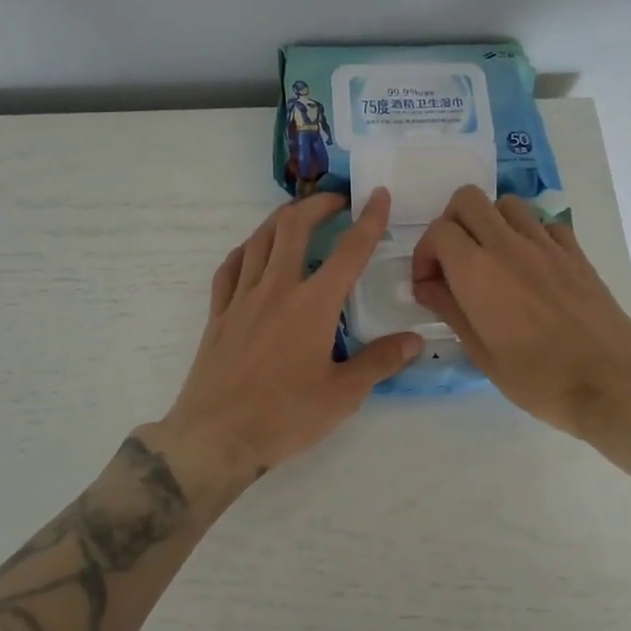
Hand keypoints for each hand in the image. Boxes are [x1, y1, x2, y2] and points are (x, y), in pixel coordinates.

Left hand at [143, 190, 421, 504]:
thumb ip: (379, 362)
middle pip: (294, 227)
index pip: (348, 251)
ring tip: (298, 215)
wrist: (216, 436)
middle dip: (317, 205)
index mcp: (313, 304)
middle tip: (337, 201)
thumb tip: (414, 340)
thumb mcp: (342, 395)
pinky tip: (252, 252)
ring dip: (281, 219)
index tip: (378, 194)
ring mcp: (242, 298)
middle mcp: (276, 288)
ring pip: (259, 240)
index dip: (368, 219)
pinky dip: (245, 250)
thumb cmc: (285, 416)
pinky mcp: (219, 314)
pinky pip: (229, 268)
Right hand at [410, 187, 630, 439]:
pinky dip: (529, 234)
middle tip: (454, 261)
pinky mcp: (576, 253)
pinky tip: (530, 266)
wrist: (611, 384)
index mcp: (477, 271)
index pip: (438, 231)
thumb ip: (449, 309)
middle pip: (467, 200)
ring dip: (490, 223)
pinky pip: (544, 224)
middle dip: (451, 223)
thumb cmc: (538, 378)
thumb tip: (427, 286)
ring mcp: (546, 245)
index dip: (425, 254)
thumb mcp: (481, 353)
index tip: (429, 284)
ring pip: (506, 204)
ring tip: (491, 259)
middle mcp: (508, 245)